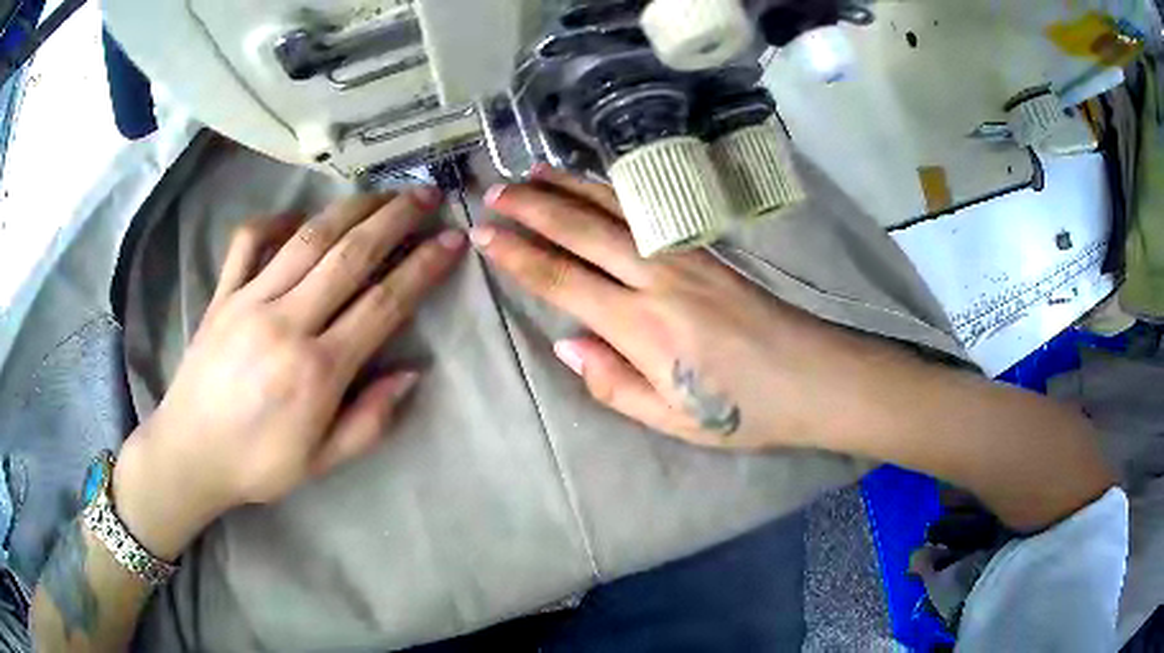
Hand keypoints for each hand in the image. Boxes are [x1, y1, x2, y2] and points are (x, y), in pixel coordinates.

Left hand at [113, 189, 466, 558]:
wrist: (189, 453)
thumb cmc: (259, 464)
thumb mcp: (323, 461)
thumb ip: (370, 421)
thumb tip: (411, 373)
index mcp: (317, 371)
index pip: (383, 304)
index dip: (423, 268)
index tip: (452, 241)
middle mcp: (285, 323)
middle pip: (350, 255)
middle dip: (395, 219)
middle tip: (426, 196)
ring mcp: (249, 301)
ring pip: (308, 238)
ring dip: (351, 208)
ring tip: (381, 192)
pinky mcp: (222, 294)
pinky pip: (249, 241)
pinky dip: (275, 220)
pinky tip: (296, 217)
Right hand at [473, 167, 867, 451]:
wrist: (813, 376)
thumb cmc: (743, 409)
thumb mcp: (672, 418)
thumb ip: (613, 383)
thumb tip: (566, 342)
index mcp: (643, 328)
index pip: (564, 280)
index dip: (519, 255)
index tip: (485, 234)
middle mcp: (658, 280)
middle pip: (583, 232)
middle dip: (534, 207)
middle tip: (494, 190)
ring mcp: (684, 257)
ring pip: (615, 211)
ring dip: (569, 188)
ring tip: (533, 170)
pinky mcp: (705, 251)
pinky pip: (647, 214)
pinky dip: (612, 193)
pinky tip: (594, 185)